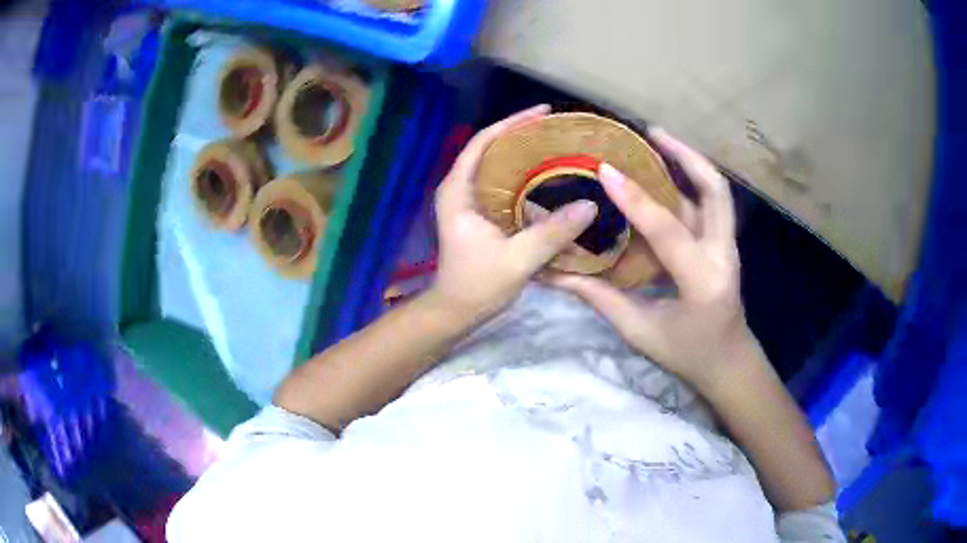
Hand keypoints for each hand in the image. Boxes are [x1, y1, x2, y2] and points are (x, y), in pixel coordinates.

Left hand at [428, 105, 598, 323]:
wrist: (456, 311)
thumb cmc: (477, 285)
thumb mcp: (517, 260)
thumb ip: (552, 233)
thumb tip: (590, 205)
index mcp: (458, 191)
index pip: (482, 142)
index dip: (511, 123)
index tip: (543, 112)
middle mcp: (460, 189)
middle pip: (491, 149)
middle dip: (522, 136)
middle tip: (558, 130)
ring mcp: (469, 201)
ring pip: (498, 167)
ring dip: (525, 157)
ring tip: (559, 149)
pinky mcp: (480, 214)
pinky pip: (504, 186)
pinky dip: (525, 180)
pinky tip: (551, 182)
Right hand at [549, 128, 756, 392]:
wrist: (728, 361)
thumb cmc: (686, 354)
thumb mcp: (640, 331)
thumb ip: (600, 298)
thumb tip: (555, 273)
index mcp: (702, 281)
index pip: (668, 231)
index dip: (635, 199)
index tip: (606, 169)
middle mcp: (723, 254)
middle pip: (715, 190)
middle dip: (686, 155)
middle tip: (651, 132)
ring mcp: (728, 246)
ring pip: (716, 192)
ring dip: (689, 162)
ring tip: (657, 141)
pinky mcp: (724, 244)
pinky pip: (709, 204)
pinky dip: (689, 182)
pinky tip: (664, 174)